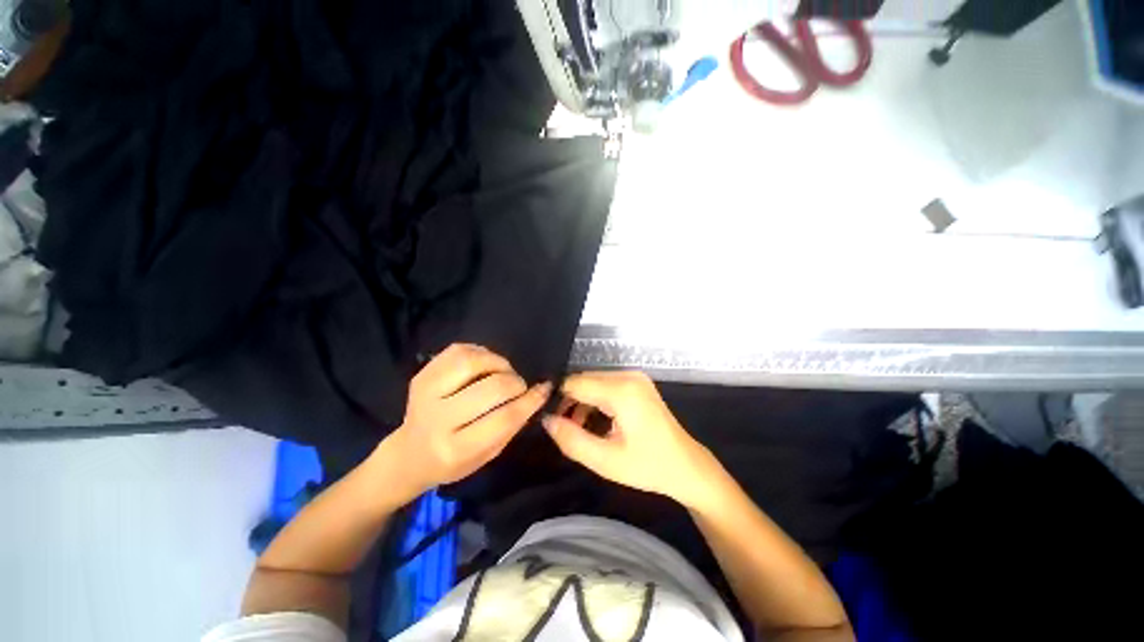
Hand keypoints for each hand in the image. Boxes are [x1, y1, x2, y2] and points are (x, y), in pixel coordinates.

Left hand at [380, 344, 550, 499]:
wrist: (410, 454)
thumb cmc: (454, 461)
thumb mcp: (488, 454)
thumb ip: (513, 424)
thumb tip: (538, 393)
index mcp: (456, 449)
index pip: (503, 418)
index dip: (530, 401)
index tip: (544, 389)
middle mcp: (438, 419)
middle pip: (491, 388)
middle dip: (515, 382)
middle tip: (519, 386)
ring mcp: (425, 393)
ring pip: (471, 362)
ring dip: (497, 363)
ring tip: (502, 372)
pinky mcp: (422, 375)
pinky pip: (458, 350)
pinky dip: (480, 353)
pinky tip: (485, 364)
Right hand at [542, 372, 721, 509]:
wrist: (687, 466)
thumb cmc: (649, 467)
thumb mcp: (606, 461)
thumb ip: (572, 439)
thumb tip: (546, 419)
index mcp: (622, 390)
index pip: (575, 383)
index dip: (557, 399)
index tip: (548, 419)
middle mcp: (628, 375)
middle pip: (584, 381)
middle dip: (569, 402)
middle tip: (562, 429)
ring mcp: (635, 377)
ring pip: (593, 383)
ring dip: (581, 403)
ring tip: (576, 430)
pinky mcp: (637, 383)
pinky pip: (606, 386)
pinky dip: (595, 401)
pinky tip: (594, 423)